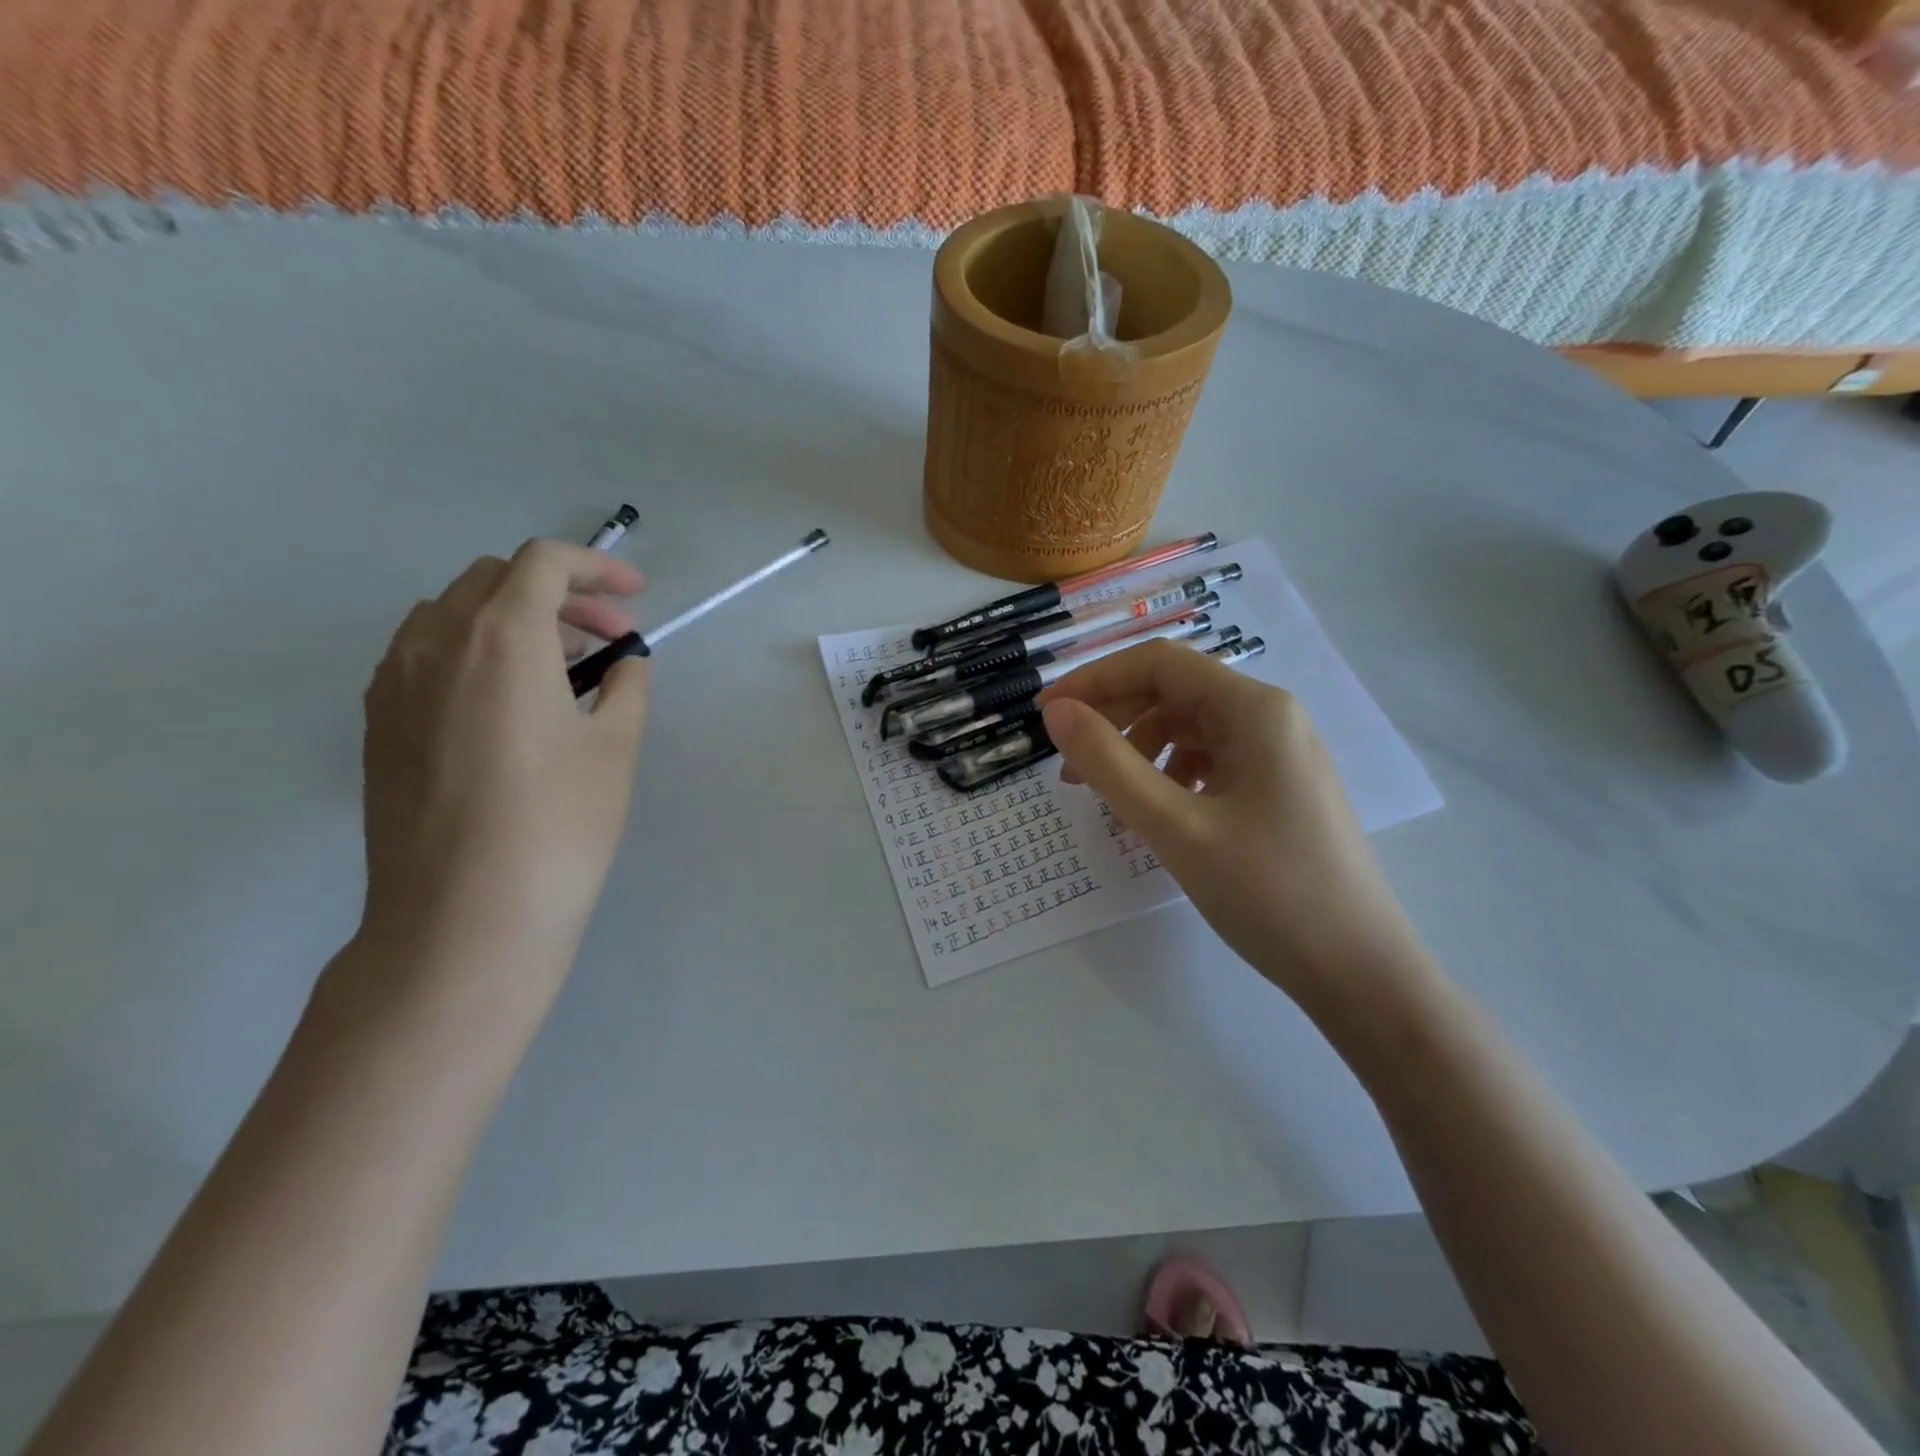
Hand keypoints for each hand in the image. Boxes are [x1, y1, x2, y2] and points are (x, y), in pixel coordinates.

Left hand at [354, 540, 649, 1012]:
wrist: (463, 919)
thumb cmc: (557, 826)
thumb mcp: (615, 749)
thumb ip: (627, 687)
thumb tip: (624, 663)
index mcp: (501, 639)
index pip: (542, 563)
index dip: (595, 566)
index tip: (635, 596)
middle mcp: (435, 643)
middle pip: (495, 579)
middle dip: (560, 593)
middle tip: (608, 638)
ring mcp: (394, 683)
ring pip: (454, 613)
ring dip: (514, 619)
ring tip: (563, 668)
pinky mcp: (379, 723)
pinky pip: (425, 653)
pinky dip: (474, 650)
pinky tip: (509, 702)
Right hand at [1038, 641, 1430, 1009]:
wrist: (1360, 974)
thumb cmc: (1268, 893)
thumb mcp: (1175, 827)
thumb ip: (1109, 764)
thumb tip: (1056, 713)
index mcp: (1254, 709)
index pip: (1159, 664)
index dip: (1095, 681)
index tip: (1046, 714)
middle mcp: (1271, 718)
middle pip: (1174, 693)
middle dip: (1114, 720)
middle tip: (1067, 766)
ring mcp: (1279, 754)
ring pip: (1190, 729)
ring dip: (1139, 750)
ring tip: (1108, 796)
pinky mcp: (1279, 789)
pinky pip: (1210, 762)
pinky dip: (1169, 775)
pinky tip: (1156, 811)